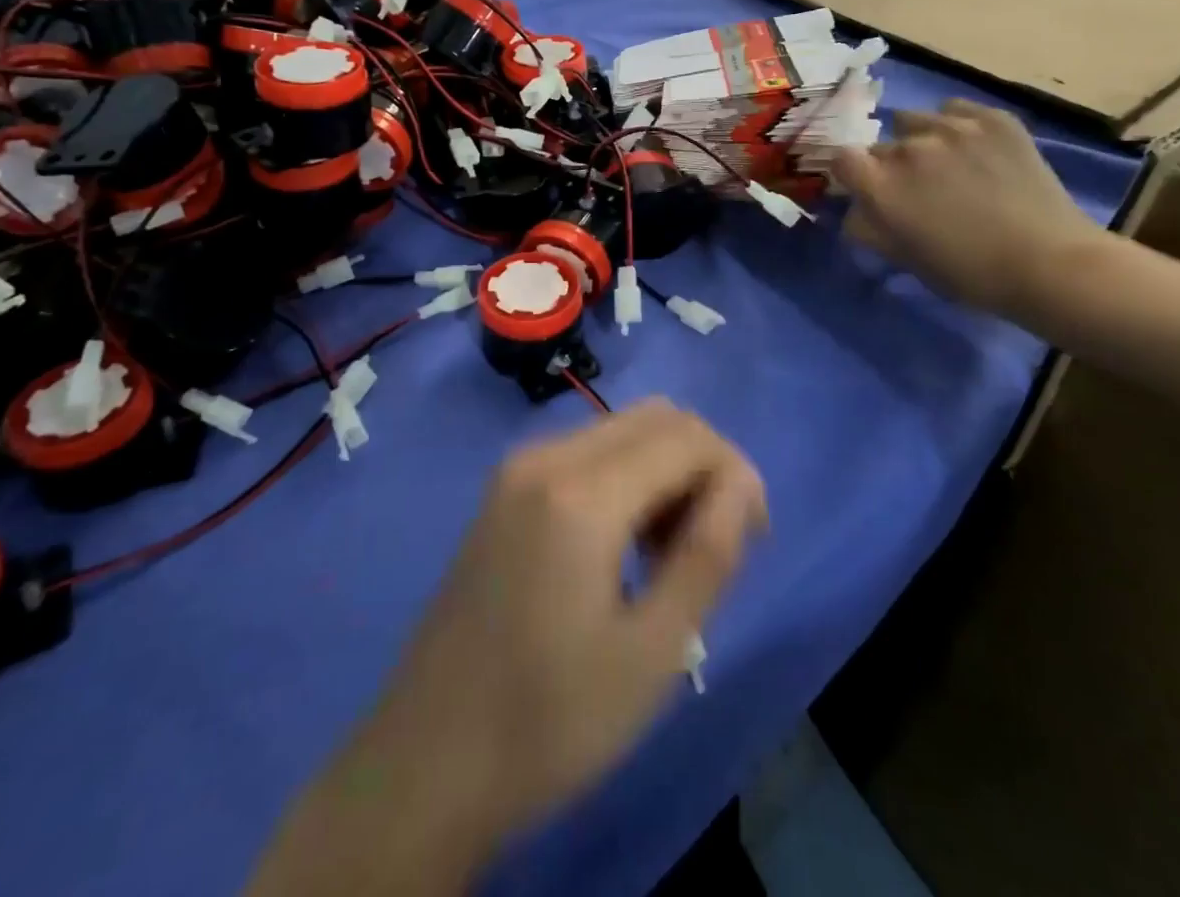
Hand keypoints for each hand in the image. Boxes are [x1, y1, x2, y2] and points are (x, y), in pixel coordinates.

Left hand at [256, 401, 768, 895]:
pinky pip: (586, 453)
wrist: (426, 761)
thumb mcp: (651, 653)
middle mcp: (545, 456)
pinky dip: (627, 476)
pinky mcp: (504, 489)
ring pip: (621, 430)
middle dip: (704, 463)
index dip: (734, 473)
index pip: (686, 437)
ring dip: (666, 469)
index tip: (753, 535)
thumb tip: (742, 486)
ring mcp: (517, 468)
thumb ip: (708, 555)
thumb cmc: (548, 721)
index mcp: (580, 493)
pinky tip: (627, 544)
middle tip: (720, 539)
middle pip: (655, 418)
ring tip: (674, 552)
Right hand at [831, 99, 1102, 318]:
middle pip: (882, 145)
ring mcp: (952, 128)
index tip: (867, 187)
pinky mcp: (992, 118)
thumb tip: (856, 210)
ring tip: (946, 162)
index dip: (852, 173)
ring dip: (920, 140)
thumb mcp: (906, 260)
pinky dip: (956, 125)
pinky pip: (955, 110)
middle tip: (918, 188)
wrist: (1050, 263)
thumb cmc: (970, 274)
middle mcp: (908, 149)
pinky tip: (973, 148)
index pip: (842, 159)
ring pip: (915, 121)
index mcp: (882, 186)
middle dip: (890, 164)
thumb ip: (871, 229)